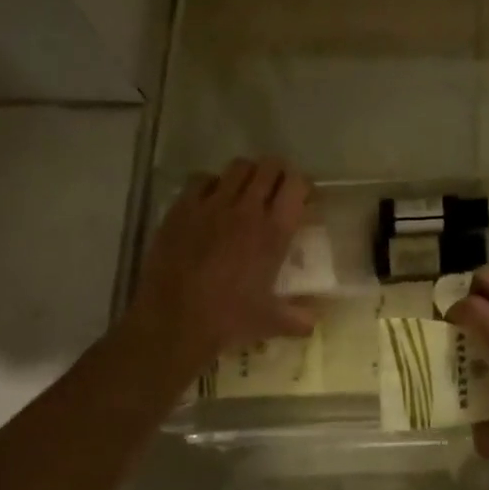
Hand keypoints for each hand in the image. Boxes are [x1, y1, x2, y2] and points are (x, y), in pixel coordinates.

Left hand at [128, 158, 315, 370]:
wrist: (174, 322)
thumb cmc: (228, 320)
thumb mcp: (271, 322)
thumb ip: (299, 319)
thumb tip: (314, 322)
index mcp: (274, 231)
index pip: (296, 184)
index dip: (303, 186)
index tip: (303, 199)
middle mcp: (246, 209)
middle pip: (269, 167)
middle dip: (278, 174)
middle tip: (276, 191)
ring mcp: (211, 204)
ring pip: (238, 167)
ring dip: (247, 175)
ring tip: (245, 192)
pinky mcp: (182, 208)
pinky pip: (202, 179)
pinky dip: (212, 184)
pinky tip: (211, 201)